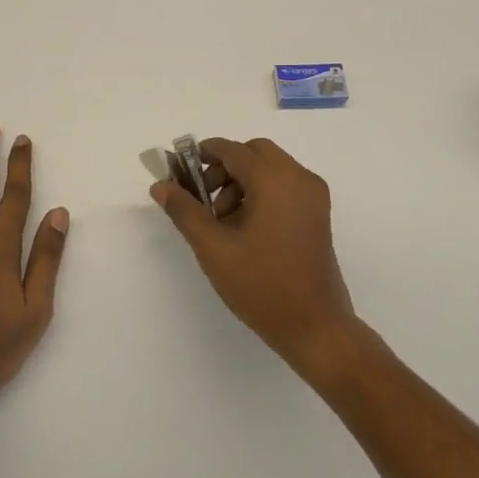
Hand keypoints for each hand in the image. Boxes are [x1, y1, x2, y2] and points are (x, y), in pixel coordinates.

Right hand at [150, 137, 359, 372]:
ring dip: (242, 181)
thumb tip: (160, 185)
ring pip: (270, 168)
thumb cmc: (261, 286)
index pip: (232, 150)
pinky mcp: (318, 214)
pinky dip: (262, 192)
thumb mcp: (214, 248)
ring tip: (222, 222)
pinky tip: (245, 228)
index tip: (180, 174)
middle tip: (204, 199)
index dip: (202, 155)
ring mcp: (313, 196)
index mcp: (275, 180)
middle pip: (254, 153)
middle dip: (224, 168)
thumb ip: (185, 211)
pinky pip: (285, 185)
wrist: (315, 327)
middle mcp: (299, 178)